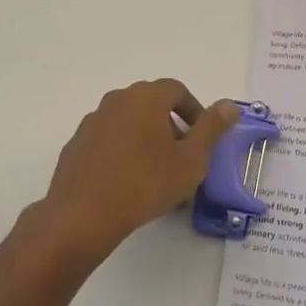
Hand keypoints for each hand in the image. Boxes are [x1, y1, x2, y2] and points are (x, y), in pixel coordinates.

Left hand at [40, 80, 239, 259]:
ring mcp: (93, 120)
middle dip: (171, 126)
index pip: (177, 90)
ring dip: (146, 139)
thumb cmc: (145, 183)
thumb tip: (228, 105)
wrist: (83, 215)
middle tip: (182, 158)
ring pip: (129, 122)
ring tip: (156, 174)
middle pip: (152, 104)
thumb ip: (211, 129)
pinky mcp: (77, 143)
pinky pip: (109, 140)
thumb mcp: (191, 160)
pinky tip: (127, 182)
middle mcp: (118, 99)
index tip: (202, 139)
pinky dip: (123, 151)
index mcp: (146, 97)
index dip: (195, 112)